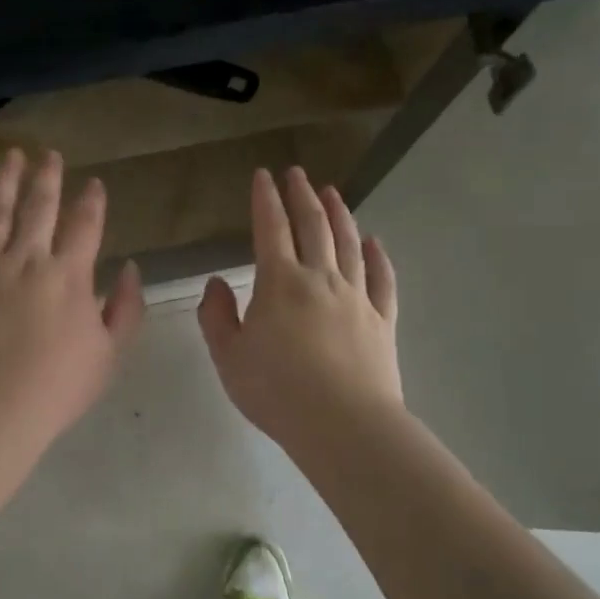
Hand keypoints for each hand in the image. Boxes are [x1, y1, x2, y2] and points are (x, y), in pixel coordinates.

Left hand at [0, 148, 144, 448]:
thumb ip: (125, 308)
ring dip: (4, 180)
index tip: (93, 182)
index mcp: (69, 275)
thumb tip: (130, 267)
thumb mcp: (109, 354)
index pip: (85, 226)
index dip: (91, 201)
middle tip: (48, 153)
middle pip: (40, 206)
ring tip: (10, 157)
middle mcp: (27, 258)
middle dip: (47, 176)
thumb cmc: (55, 388)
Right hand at [198, 166, 401, 447]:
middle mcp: (321, 278)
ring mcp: (357, 297)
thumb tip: (216, 283)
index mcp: (280, 282)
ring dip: (339, 214)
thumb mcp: (228, 357)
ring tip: (332, 193)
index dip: (266, 199)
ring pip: (349, 243)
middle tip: (297, 173)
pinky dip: (378, 256)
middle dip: (302, 195)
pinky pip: (382, 279)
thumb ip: (216, 316)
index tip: (264, 175)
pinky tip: (375, 242)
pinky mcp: (382, 320)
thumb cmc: (276, 391)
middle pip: (313, 225)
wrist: (343, 424)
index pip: (271, 228)